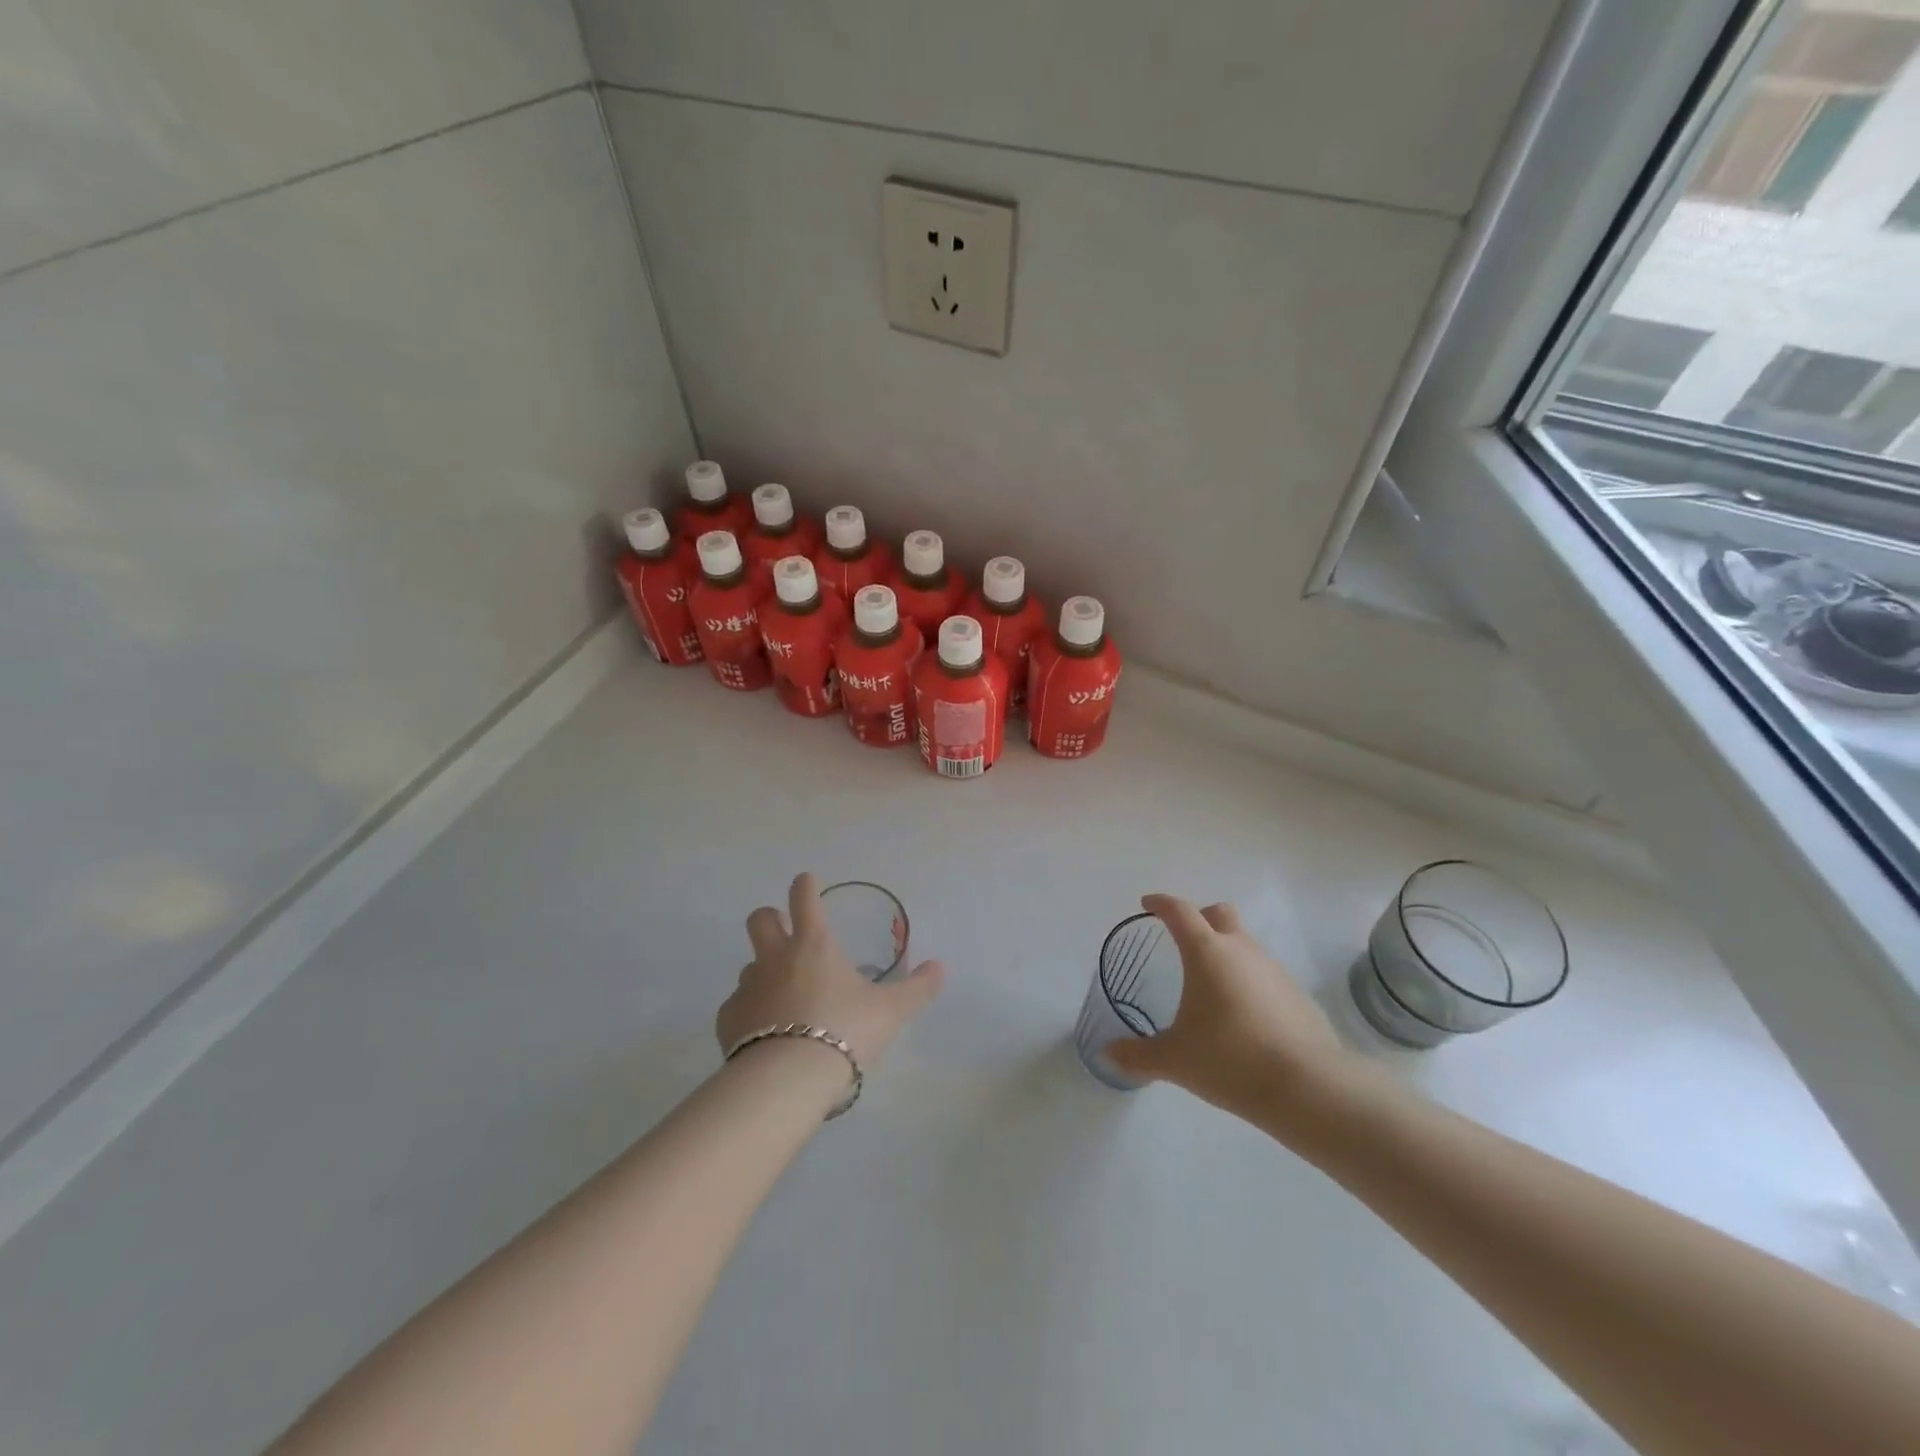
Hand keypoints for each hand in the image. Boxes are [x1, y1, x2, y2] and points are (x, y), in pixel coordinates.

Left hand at [716, 873, 944, 1080]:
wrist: (787, 1079)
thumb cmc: (845, 1030)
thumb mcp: (891, 1011)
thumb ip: (917, 988)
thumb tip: (939, 967)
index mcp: (814, 945)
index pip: (804, 898)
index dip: (805, 886)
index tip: (807, 882)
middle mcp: (776, 957)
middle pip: (760, 919)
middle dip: (771, 918)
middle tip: (786, 932)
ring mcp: (748, 987)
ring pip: (749, 965)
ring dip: (764, 971)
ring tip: (783, 997)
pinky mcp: (728, 1020)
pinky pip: (737, 1005)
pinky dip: (750, 1012)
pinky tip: (764, 1033)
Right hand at [1105, 894, 1349, 1119]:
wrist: (1308, 1087)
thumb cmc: (1230, 1059)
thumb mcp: (1175, 1060)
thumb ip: (1138, 1055)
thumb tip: (1108, 1054)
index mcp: (1207, 952)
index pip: (1180, 911)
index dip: (1161, 903)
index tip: (1148, 904)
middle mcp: (1242, 950)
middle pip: (1220, 914)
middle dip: (1200, 918)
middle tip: (1183, 940)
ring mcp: (1274, 970)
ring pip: (1245, 945)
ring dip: (1226, 953)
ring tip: (1211, 988)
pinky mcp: (1297, 995)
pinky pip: (1265, 975)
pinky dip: (1249, 983)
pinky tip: (1243, 1017)